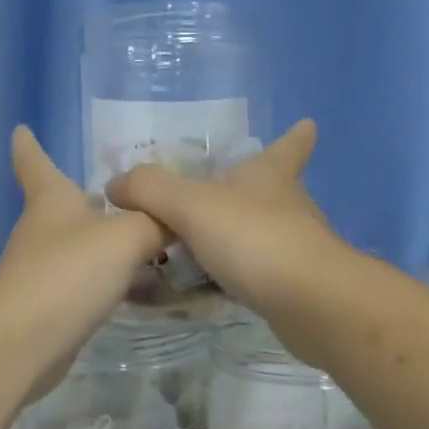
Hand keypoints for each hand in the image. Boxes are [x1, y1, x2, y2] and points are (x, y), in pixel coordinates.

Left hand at [0, 126, 167, 399]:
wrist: (24, 343)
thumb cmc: (70, 272)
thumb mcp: (127, 236)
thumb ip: (157, 222)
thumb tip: (176, 218)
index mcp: (52, 200)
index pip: (35, 163)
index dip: (29, 146)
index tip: (20, 129)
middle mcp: (43, 231)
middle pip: (65, 206)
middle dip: (92, 199)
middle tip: (129, 193)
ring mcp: (44, 271)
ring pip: (83, 248)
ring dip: (109, 244)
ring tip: (152, 241)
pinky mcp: (53, 308)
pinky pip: (90, 284)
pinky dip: (114, 280)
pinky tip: (143, 287)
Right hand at [105, 120, 344, 320]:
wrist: (311, 303)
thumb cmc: (255, 239)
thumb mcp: (191, 206)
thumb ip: (150, 190)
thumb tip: (116, 184)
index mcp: (270, 175)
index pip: (289, 146)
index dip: (295, 137)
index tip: (307, 125)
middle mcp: (288, 206)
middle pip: (276, 189)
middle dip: (254, 188)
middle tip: (222, 192)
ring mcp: (295, 248)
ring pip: (265, 233)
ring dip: (241, 235)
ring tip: (204, 243)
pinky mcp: (293, 286)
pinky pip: (257, 273)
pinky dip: (237, 274)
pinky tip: (213, 286)